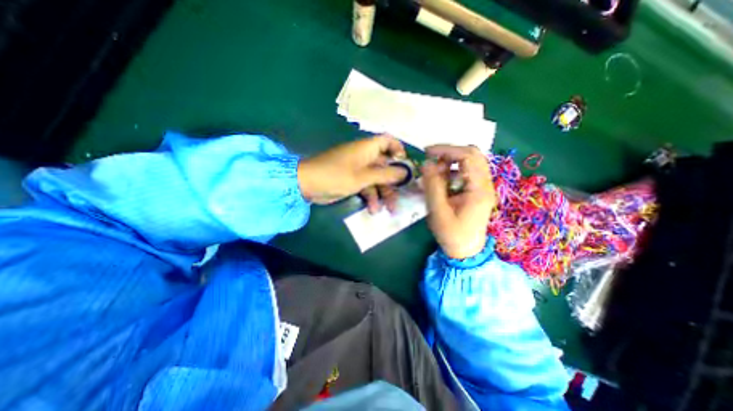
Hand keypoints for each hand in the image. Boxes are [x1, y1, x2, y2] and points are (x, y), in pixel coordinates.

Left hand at [301, 135, 410, 212]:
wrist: (308, 184)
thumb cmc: (336, 175)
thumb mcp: (364, 177)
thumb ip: (386, 174)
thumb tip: (406, 171)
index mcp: (368, 148)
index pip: (388, 141)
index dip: (399, 150)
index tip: (406, 166)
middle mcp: (365, 157)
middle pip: (386, 166)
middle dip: (394, 182)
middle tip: (401, 196)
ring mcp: (359, 170)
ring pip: (377, 180)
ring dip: (383, 194)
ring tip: (388, 210)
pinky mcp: (353, 181)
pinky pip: (367, 187)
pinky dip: (371, 197)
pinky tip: (372, 210)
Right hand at [421, 146, 494, 257]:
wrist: (466, 251)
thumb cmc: (452, 234)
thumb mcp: (438, 211)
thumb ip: (433, 185)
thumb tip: (427, 163)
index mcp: (478, 189)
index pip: (468, 156)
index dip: (446, 149)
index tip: (427, 152)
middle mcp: (485, 184)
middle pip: (472, 154)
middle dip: (449, 153)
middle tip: (431, 159)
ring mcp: (483, 187)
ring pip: (471, 162)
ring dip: (451, 161)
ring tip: (435, 172)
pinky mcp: (478, 191)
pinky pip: (468, 172)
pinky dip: (453, 170)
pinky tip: (442, 180)